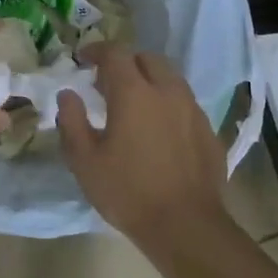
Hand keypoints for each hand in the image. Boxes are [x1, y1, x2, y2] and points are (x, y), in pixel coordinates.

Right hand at [57, 44, 229, 243]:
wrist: (186, 226)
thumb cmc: (128, 192)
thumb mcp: (85, 161)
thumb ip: (72, 121)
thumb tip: (68, 94)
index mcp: (134, 92)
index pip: (115, 53)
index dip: (97, 50)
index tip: (83, 59)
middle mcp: (167, 91)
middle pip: (147, 59)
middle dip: (126, 63)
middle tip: (108, 83)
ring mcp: (192, 109)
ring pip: (170, 78)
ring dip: (150, 80)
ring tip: (135, 103)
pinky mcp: (208, 130)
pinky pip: (185, 103)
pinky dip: (168, 103)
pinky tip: (159, 128)